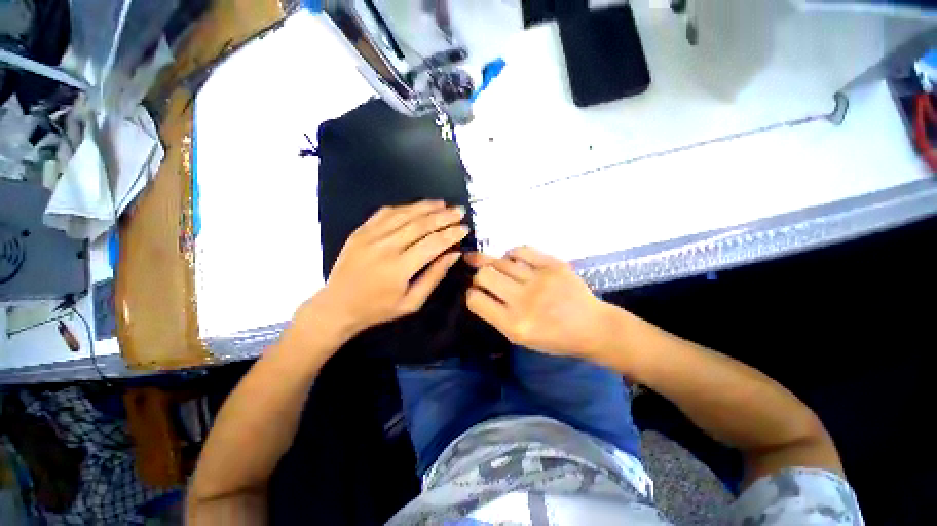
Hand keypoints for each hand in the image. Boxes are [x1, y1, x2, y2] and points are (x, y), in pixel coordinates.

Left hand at [302, 201, 467, 344]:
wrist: (338, 305)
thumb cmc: (379, 309)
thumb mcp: (412, 302)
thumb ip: (434, 276)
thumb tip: (454, 254)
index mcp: (400, 268)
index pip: (433, 244)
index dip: (451, 234)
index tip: (465, 228)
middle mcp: (386, 247)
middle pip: (421, 225)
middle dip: (444, 216)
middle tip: (460, 210)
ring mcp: (370, 236)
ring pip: (404, 214)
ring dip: (426, 207)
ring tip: (443, 204)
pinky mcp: (360, 231)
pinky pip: (385, 212)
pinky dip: (404, 207)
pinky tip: (417, 206)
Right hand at [466, 246, 609, 357]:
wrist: (592, 327)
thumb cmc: (554, 338)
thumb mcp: (520, 338)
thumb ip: (496, 315)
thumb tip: (477, 289)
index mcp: (514, 325)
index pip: (476, 300)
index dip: (471, 294)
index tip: (477, 292)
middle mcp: (524, 301)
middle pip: (485, 275)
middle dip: (479, 276)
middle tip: (485, 278)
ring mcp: (540, 280)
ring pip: (500, 261)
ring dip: (493, 263)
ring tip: (496, 267)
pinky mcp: (553, 265)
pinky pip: (520, 250)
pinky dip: (511, 254)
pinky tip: (512, 260)